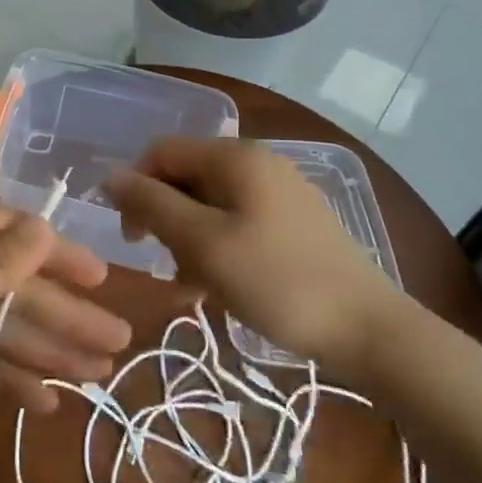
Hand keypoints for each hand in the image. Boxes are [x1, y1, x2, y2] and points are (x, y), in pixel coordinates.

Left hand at [0, 197, 129, 482]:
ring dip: (48, 347)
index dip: (57, 252)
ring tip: (100, 374)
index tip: (103, 276)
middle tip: (119, 341)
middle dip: (64, 311)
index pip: (9, 229)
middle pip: (13, 281)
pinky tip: (49, 401)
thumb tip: (44, 224)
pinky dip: (12, 375)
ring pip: (2, 322)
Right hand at [104, 138, 407, 375]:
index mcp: (234, 157)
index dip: (136, 187)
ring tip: (192, 286)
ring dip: (190, 239)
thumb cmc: (277, 282)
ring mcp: (279, 190)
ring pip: (210, 203)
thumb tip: (110, 176)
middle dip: (165, 218)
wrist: (371, 330)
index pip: (161, 152)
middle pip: (186, 176)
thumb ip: (152, 205)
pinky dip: (219, 246)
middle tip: (164, 264)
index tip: (132, 238)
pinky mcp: (295, 220)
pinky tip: (220, 286)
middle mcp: (256, 162)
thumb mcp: (203, 244)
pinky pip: (238, 220)